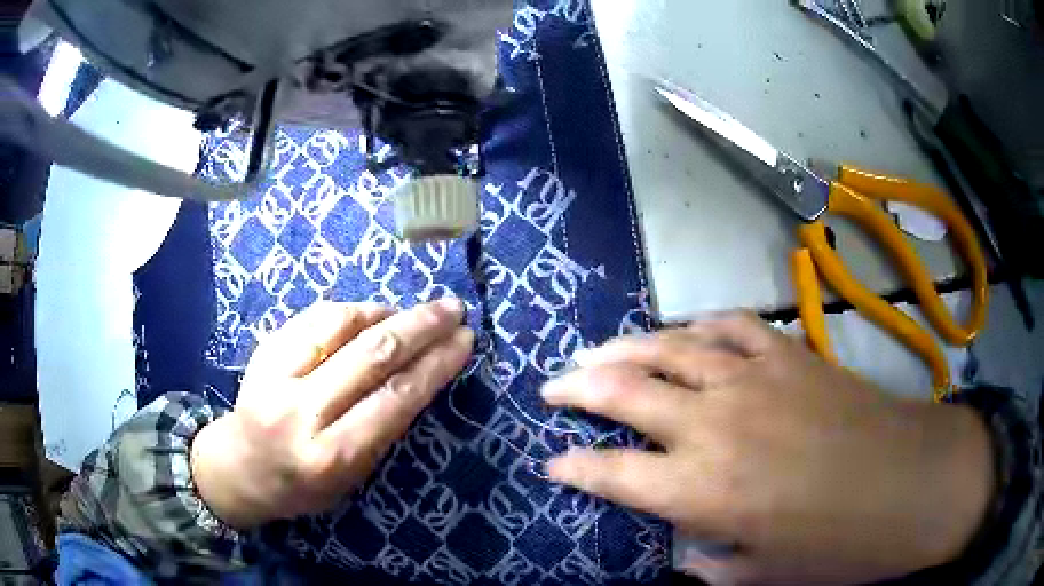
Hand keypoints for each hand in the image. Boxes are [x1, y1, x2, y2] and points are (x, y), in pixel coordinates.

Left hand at [191, 300, 473, 529]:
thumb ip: (382, 429)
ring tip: (409, 314)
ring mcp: (276, 376)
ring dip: (385, 312)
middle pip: (372, 355)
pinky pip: (313, 316)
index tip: (464, 340)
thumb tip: (418, 373)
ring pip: (340, 325)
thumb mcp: (352, 478)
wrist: (238, 468)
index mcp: (332, 455)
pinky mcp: (263, 351)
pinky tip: (369, 314)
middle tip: (452, 309)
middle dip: (421, 326)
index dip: (436, 364)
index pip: (395, 399)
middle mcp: (303, 412)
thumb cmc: (303, 485)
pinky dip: (350, 310)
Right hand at [541, 313, 993, 584]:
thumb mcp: (762, 575)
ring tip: (594, 350)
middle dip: (575, 387)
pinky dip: (697, 326)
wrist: (910, 481)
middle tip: (551, 386)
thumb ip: (711, 564)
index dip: (572, 467)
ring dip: (622, 347)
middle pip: (623, 391)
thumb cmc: (838, 544)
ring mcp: (752, 378)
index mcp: (701, 490)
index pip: (610, 473)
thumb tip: (685, 549)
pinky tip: (684, 331)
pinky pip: (729, 326)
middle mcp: (713, 425)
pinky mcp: (787, 352)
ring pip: (668, 347)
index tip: (552, 464)